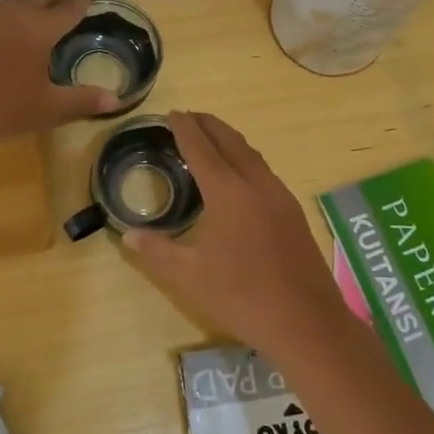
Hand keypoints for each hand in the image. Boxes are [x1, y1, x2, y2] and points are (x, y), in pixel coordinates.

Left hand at [0, 0, 123, 145]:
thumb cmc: (0, 106)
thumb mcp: (47, 109)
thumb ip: (82, 101)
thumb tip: (116, 101)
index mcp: (40, 28)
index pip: (68, 7)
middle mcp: (17, 14)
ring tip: (48, 11)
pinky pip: (5, 8)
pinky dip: (21, 8)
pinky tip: (18, 29)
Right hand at [122, 111, 345, 355]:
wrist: (305, 320)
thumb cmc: (241, 296)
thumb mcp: (189, 276)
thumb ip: (157, 250)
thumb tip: (128, 234)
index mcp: (228, 192)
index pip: (201, 148)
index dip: (184, 128)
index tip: (171, 113)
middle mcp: (255, 183)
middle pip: (230, 141)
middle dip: (208, 124)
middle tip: (189, 117)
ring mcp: (279, 195)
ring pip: (251, 154)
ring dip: (229, 140)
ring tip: (211, 139)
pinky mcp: (292, 211)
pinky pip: (264, 170)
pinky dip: (245, 159)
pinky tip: (240, 176)